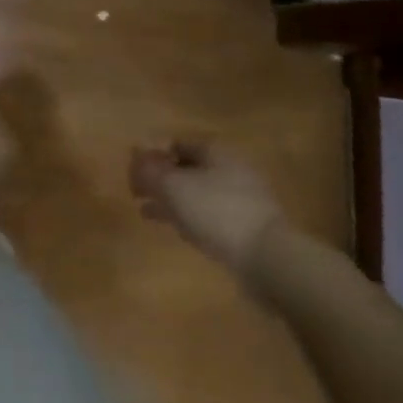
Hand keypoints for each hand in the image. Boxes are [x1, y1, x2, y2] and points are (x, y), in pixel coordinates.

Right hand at [129, 140, 283, 278]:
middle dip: (162, 179)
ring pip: (197, 193)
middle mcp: (230, 168)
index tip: (134, 172)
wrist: (268, 258)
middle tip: (138, 192)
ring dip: (172, 200)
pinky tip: (176, 229)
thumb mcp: (173, 187)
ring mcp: (242, 198)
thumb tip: (135, 157)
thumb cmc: (216, 211)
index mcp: (215, 151)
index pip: (176, 143)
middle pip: (187, 168)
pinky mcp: (247, 226)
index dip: (152, 155)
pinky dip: (189, 217)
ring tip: (147, 212)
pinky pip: (210, 214)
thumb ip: (150, 171)